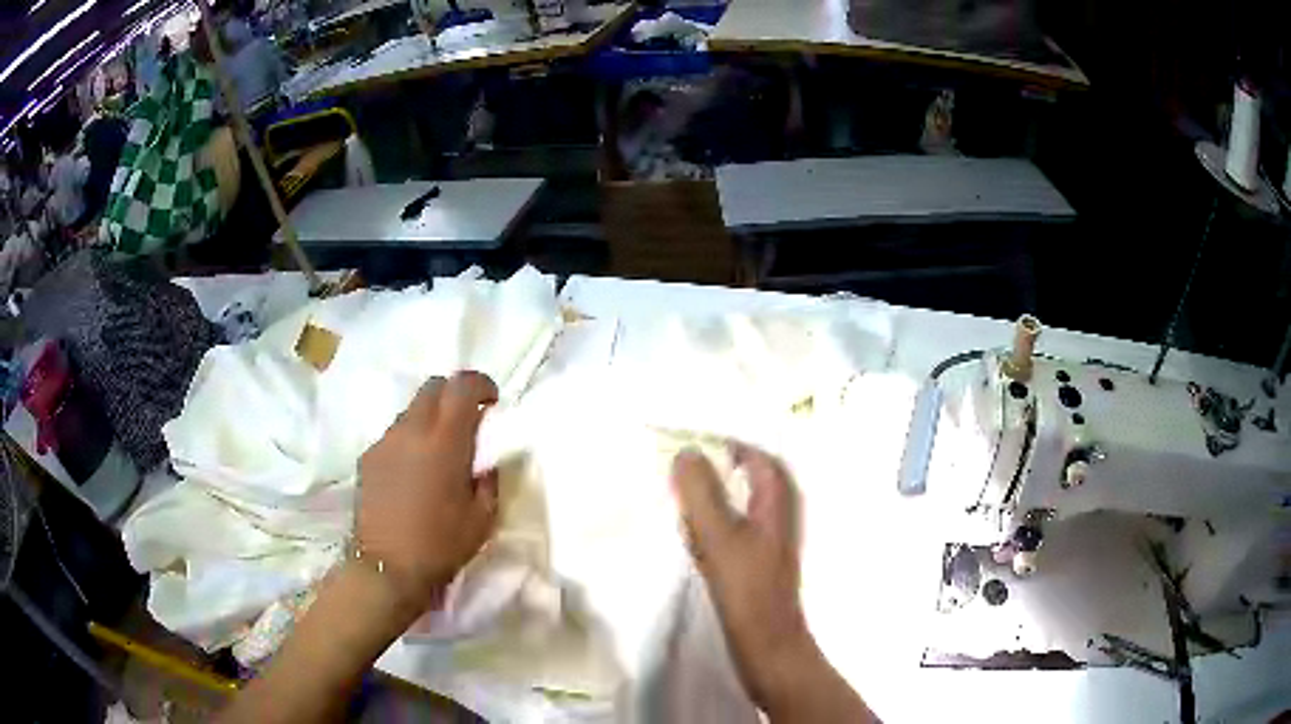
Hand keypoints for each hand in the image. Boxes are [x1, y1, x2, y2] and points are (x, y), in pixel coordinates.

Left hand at [355, 371, 499, 614]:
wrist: (387, 568)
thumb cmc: (441, 544)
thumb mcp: (484, 517)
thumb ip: (488, 477)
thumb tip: (485, 458)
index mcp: (445, 441)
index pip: (462, 385)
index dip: (481, 384)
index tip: (492, 402)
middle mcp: (411, 430)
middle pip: (433, 386)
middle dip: (454, 395)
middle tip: (467, 422)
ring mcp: (385, 441)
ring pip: (411, 410)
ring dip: (430, 419)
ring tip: (437, 453)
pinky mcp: (368, 457)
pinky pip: (394, 435)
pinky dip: (409, 441)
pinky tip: (413, 473)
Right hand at [671, 443, 811, 709]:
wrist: (766, 641)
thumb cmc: (746, 586)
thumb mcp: (718, 534)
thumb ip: (701, 491)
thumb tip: (687, 452)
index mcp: (777, 497)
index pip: (754, 452)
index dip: (724, 442)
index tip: (687, 438)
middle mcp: (779, 511)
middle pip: (749, 473)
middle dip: (717, 464)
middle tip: (680, 462)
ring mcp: (771, 536)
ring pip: (741, 499)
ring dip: (714, 490)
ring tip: (681, 488)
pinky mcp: (759, 558)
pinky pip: (735, 522)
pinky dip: (715, 516)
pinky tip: (693, 528)